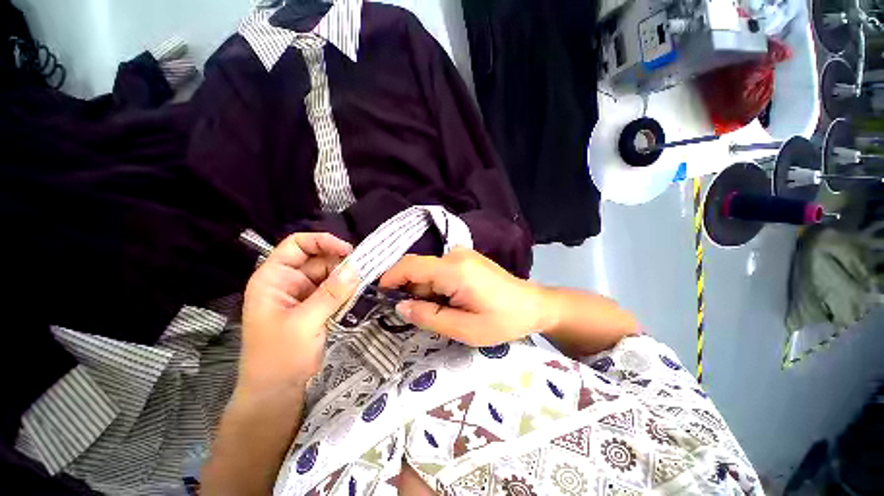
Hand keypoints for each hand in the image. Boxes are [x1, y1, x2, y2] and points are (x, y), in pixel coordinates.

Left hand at [240, 233, 358, 390]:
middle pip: (318, 259)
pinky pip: (334, 289)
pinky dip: (346, 290)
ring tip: (362, 284)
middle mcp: (288, 281)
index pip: (297, 245)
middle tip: (364, 270)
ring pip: (329, 274)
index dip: (322, 241)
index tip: (348, 251)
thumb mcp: (305, 322)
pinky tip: (356, 294)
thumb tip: (357, 268)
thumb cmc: (280, 356)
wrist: (277, 390)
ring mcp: (303, 294)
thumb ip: (331, 294)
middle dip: (340, 263)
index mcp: (274, 278)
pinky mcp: (315, 306)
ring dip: (346, 277)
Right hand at [378, 247, 548, 346]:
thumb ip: (429, 317)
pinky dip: (435, 287)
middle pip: (418, 269)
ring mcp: (461, 254)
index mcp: (454, 270)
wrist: (533, 305)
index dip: (390, 278)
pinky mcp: (465, 259)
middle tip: (417, 316)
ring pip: (428, 271)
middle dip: (410, 291)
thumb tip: (400, 307)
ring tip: (440, 312)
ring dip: (424, 291)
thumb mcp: (465, 329)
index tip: (379, 297)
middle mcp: (455, 255)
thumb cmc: (503, 320)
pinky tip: (448, 302)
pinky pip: (439, 270)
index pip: (410, 265)